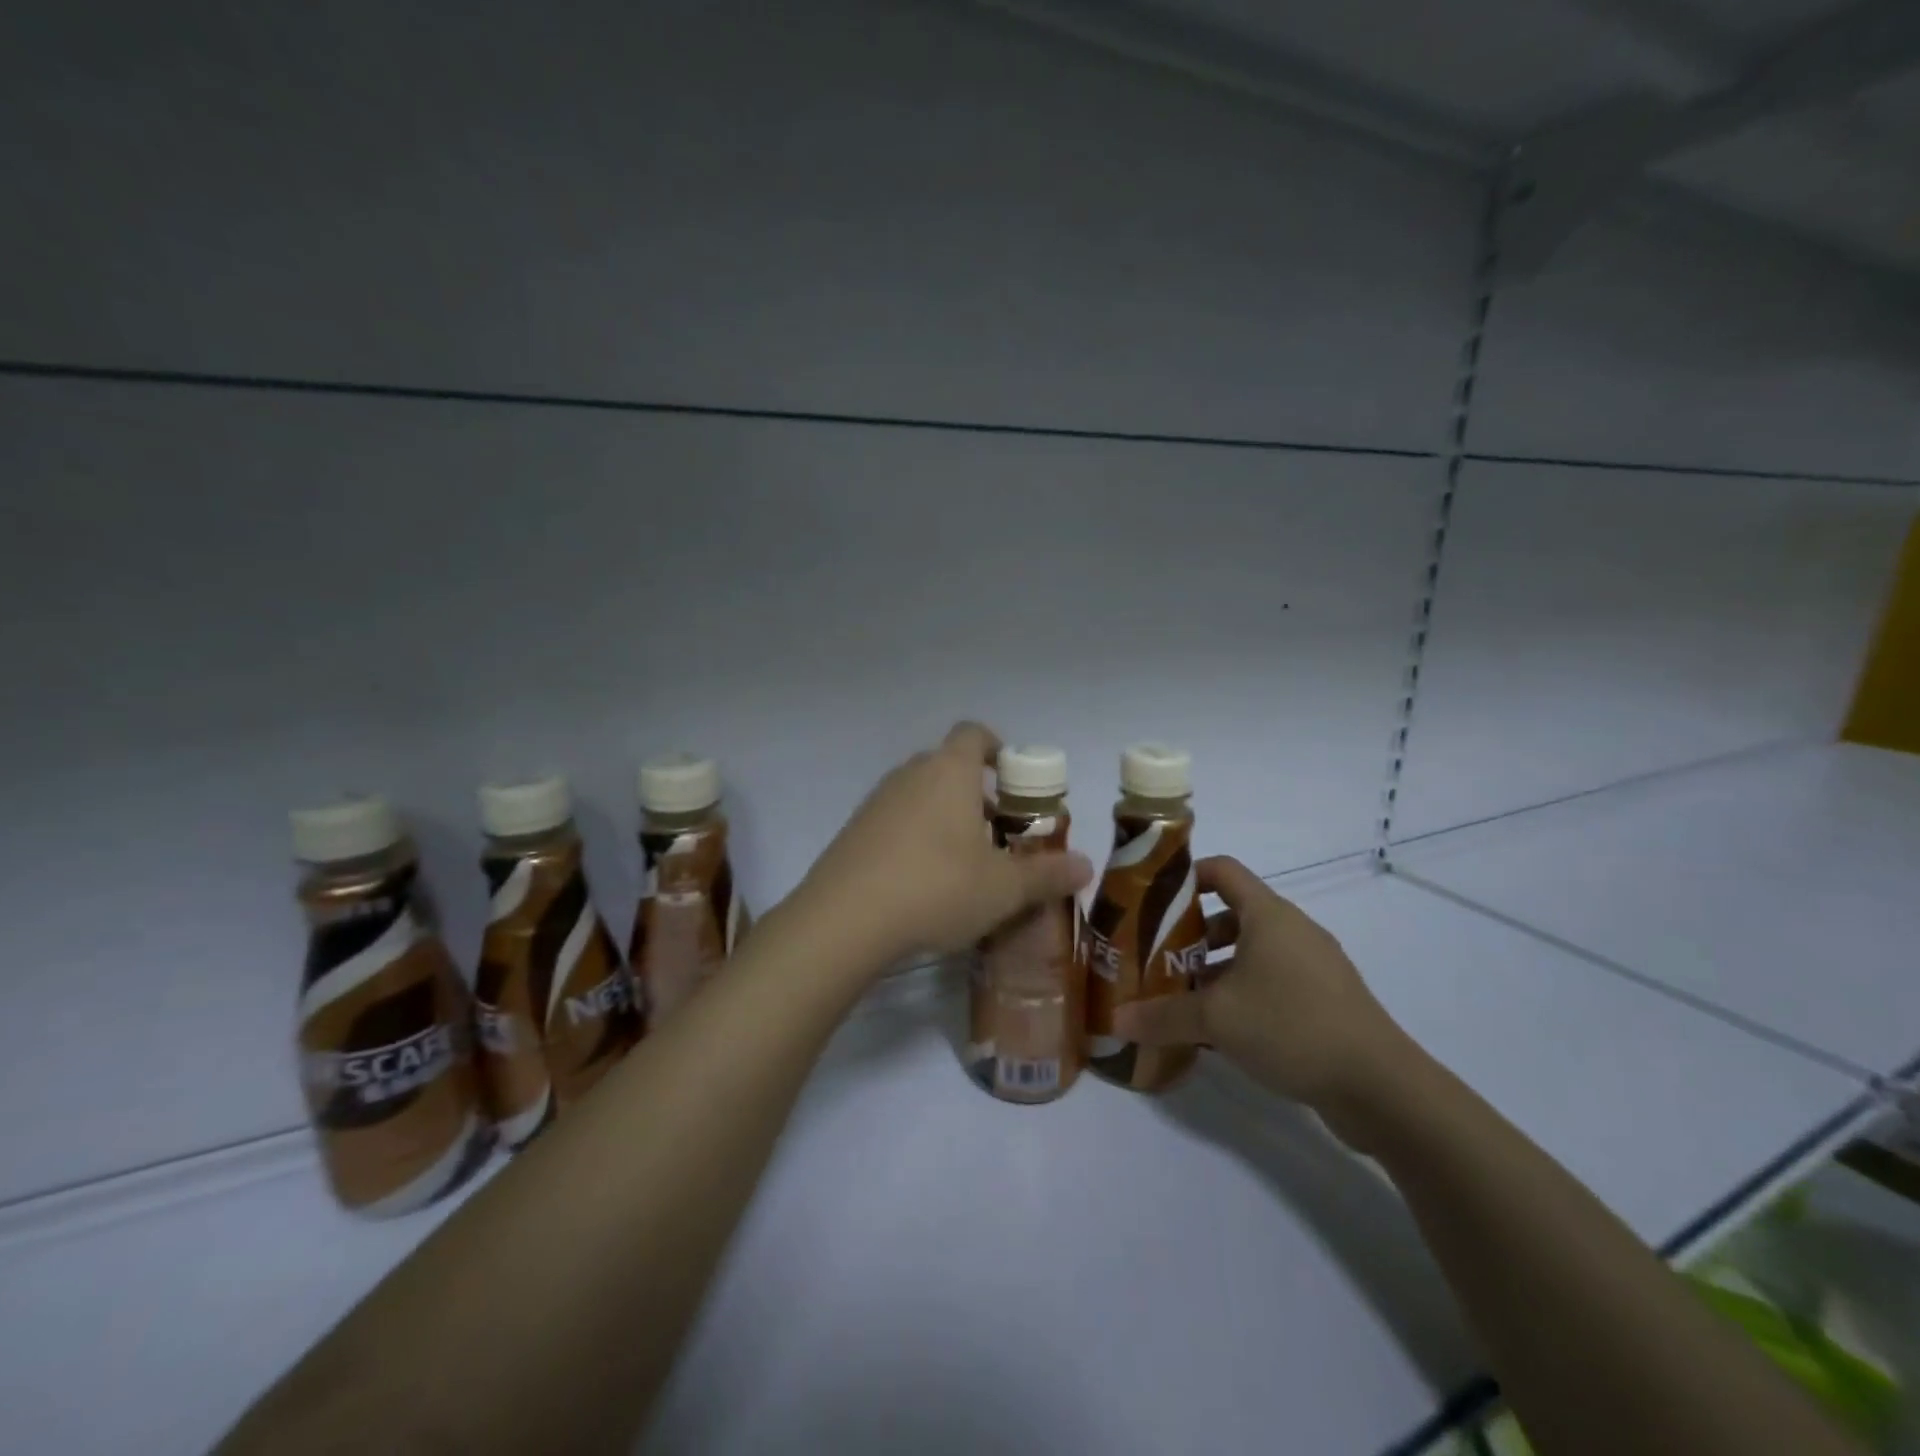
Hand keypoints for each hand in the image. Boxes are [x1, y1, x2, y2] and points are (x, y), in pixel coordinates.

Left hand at [797, 722, 1093, 971]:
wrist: (844, 919)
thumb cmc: (937, 887)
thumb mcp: (1003, 888)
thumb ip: (1047, 874)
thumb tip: (1087, 866)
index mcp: (950, 771)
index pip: (974, 733)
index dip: (997, 748)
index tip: (1013, 779)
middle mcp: (910, 774)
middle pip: (949, 767)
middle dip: (977, 794)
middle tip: (999, 834)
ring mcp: (876, 801)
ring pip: (921, 795)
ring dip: (945, 817)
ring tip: (965, 864)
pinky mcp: (853, 831)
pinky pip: (895, 821)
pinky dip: (914, 838)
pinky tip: (923, 882)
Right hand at [1113, 857, 1416, 1141]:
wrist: (1381, 1087)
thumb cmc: (1291, 1026)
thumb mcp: (1216, 1019)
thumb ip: (1162, 1016)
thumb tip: (1116, 1019)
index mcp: (1268, 915)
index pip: (1222, 870)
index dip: (1186, 876)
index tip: (1152, 900)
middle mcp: (1292, 930)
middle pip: (1232, 914)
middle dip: (1191, 933)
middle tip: (1158, 958)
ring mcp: (1313, 966)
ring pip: (1252, 952)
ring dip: (1215, 968)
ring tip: (1182, 997)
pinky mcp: (1325, 1000)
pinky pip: (1272, 981)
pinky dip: (1242, 993)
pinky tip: (1220, 1029)